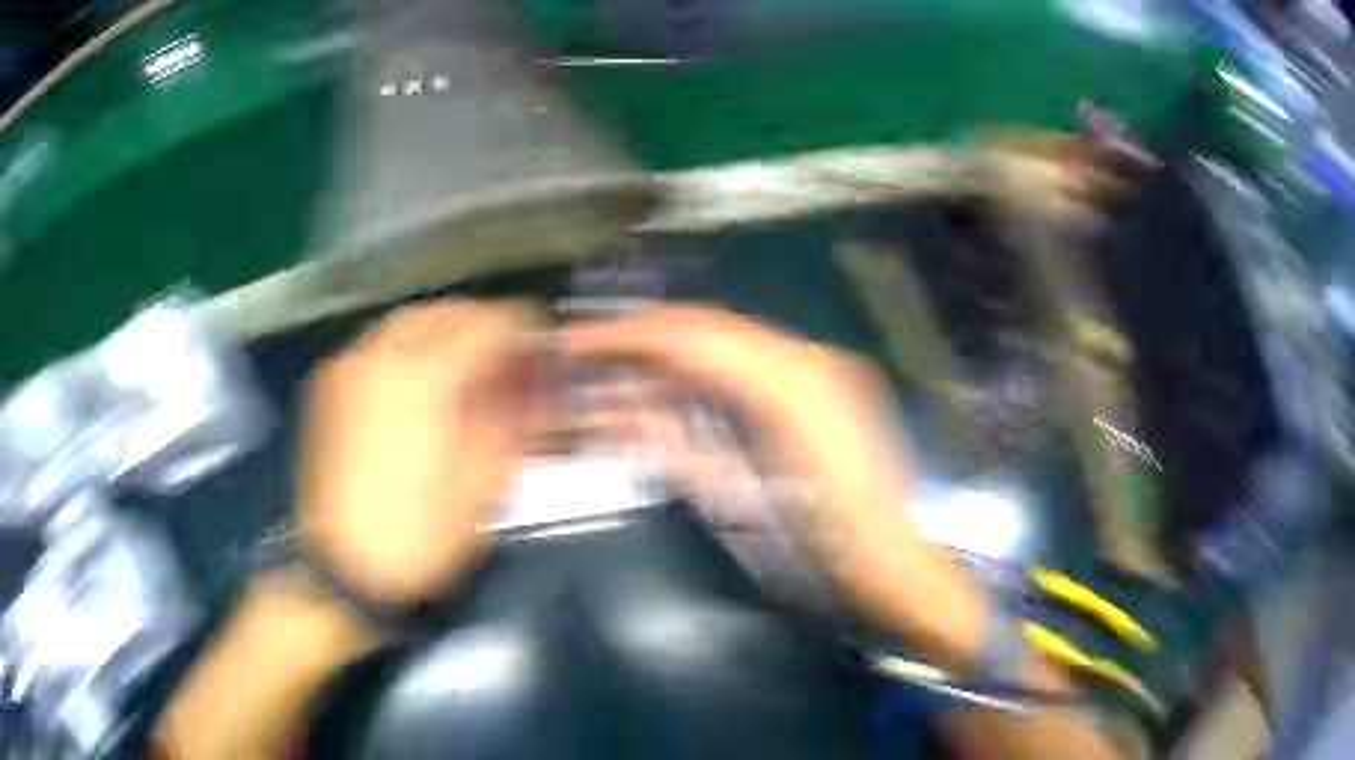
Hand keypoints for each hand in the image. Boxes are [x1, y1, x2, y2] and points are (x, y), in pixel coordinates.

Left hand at [298, 300, 545, 603]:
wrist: (343, 567)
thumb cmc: (418, 536)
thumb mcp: (480, 486)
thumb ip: (508, 421)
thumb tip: (531, 386)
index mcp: (423, 381)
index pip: (482, 327)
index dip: (519, 328)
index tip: (540, 339)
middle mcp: (382, 358)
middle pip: (444, 313)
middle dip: (483, 323)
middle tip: (508, 349)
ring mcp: (350, 369)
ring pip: (407, 321)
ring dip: (446, 327)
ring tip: (469, 356)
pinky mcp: (331, 387)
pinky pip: (379, 341)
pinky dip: (411, 342)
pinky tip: (424, 372)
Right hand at [565, 305, 950, 602]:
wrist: (887, 560)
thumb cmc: (818, 546)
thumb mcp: (742, 502)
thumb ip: (677, 451)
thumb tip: (618, 415)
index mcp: (791, 385)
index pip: (692, 338)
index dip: (629, 336)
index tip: (579, 342)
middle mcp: (809, 358)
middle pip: (708, 327)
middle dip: (644, 335)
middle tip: (591, 349)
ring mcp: (823, 367)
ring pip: (728, 341)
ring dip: (672, 356)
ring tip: (625, 376)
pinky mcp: (827, 384)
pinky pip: (752, 362)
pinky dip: (708, 373)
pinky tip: (677, 392)